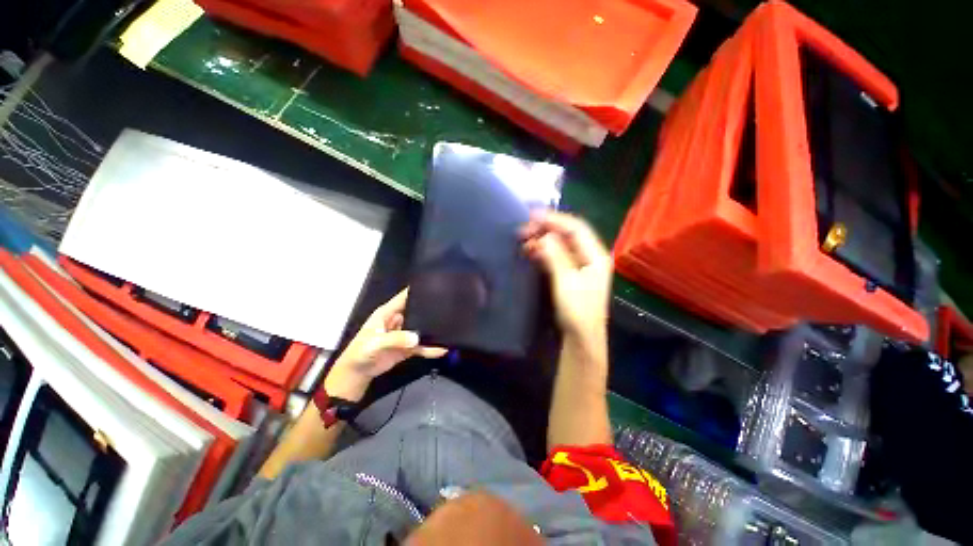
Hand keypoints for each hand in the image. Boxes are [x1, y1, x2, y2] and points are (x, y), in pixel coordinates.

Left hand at [325, 289, 446, 400]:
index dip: (417, 290)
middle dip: (431, 309)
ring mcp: (405, 334)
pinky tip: (442, 349)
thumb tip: (417, 338)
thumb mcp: (375, 343)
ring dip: (433, 329)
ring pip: (422, 328)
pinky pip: (422, 345)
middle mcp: (399, 320)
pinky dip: (431, 347)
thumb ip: (395, 339)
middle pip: (417, 310)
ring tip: (450, 326)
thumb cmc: (361, 352)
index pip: (405, 297)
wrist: (357, 374)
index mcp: (389, 312)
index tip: (435, 286)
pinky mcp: (408, 347)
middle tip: (450, 307)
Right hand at [521, 212, 611, 343]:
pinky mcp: (569, 273)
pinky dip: (543, 251)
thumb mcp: (566, 282)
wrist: (580, 337)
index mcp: (596, 255)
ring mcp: (579, 265)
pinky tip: (530, 250)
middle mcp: (590, 256)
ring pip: (560, 244)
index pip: (576, 228)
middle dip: (546, 229)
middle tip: (523, 229)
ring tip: (523, 239)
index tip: (533, 216)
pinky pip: (555, 255)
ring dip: (542, 239)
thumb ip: (556, 256)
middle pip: (567, 234)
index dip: (555, 219)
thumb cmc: (577, 311)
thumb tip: (543, 236)